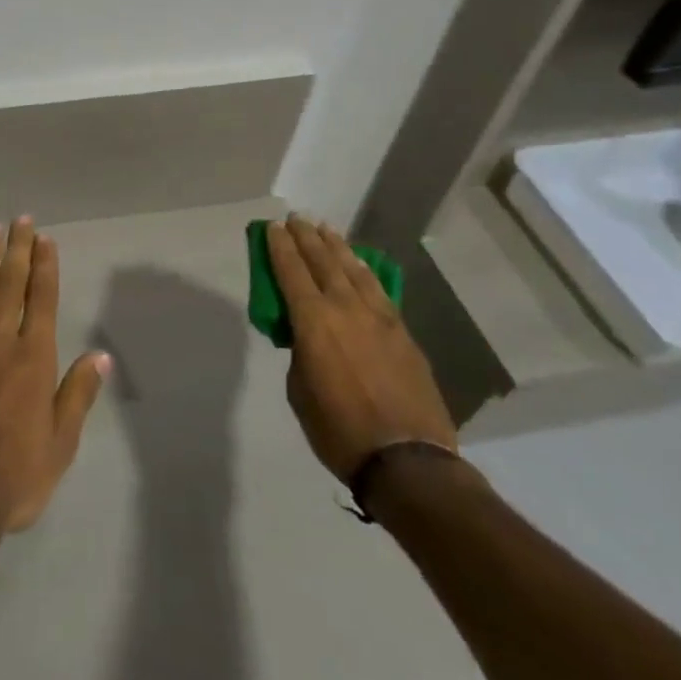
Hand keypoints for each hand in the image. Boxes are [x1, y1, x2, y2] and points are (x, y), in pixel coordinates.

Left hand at [0, 217, 110, 534]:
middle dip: (18, 249)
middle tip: (21, 220)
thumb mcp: (61, 445)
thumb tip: (100, 356)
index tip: (44, 238)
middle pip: (10, 285)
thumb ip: (78, 395)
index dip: (44, 266)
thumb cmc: (14, 478)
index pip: (42, 300)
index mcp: (33, 359)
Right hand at [269, 216, 456, 482]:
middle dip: (306, 237)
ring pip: (354, 270)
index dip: (279, 246)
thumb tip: (308, 340)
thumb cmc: (339, 430)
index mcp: (313, 321)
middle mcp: (346, 308)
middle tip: (296, 218)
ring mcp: (380, 318)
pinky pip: (378, 289)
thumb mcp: (300, 391)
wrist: (408, 461)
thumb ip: (300, 354)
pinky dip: (364, 271)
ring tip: (326, 229)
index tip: (272, 227)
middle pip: (323, 261)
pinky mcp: (403, 333)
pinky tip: (360, 264)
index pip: (291, 271)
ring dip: (337, 247)